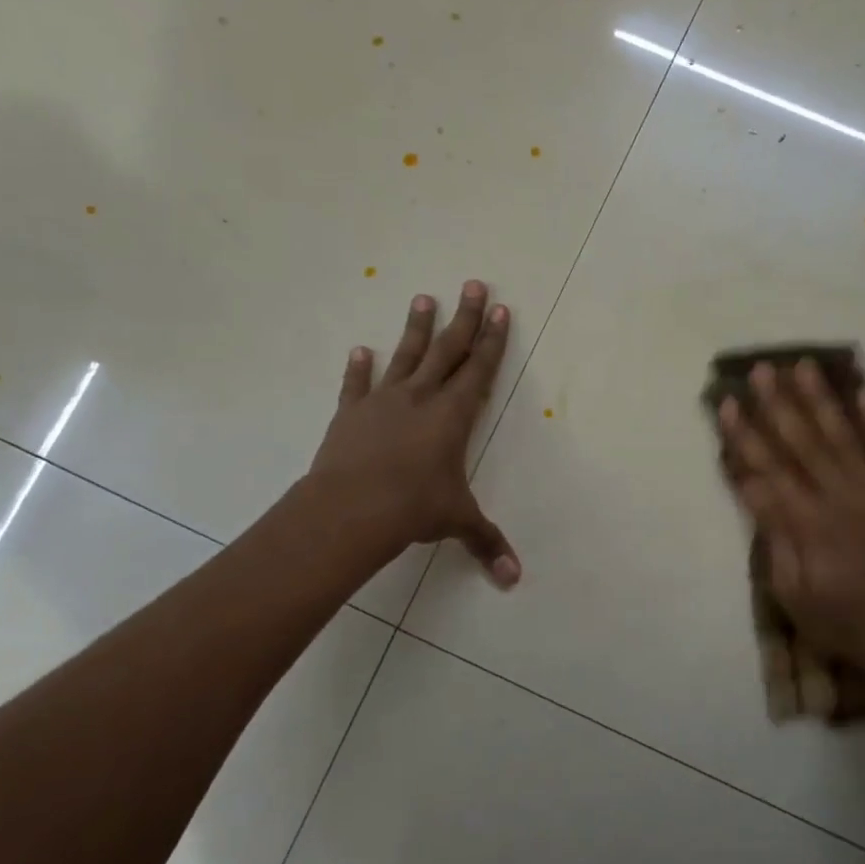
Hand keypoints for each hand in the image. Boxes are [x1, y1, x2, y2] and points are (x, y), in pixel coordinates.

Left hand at [304, 281, 519, 585]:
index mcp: (453, 416)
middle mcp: (421, 398)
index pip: (479, 369)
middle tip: (472, 284)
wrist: (350, 509)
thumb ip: (486, 543)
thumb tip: (514, 580)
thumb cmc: (413, 508)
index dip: (492, 340)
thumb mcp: (456, 522)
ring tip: (423, 297)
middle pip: (448, 350)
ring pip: (405, 356)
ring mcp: (383, 402)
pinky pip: (356, 385)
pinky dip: (358, 368)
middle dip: (464, 318)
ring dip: (416, 328)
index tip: (499, 310)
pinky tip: (360, 349)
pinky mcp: (350, 414)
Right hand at [716, 360, 864, 690]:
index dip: (744, 435)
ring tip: (804, 366)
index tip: (727, 403)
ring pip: (842, 438)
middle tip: (761, 370)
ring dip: (821, 400)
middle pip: (801, 443)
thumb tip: (753, 489)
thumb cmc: (844, 623)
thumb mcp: (794, 595)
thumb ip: (775, 539)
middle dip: (777, 404)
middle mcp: (839, 499)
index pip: (766, 470)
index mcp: (808, 525)